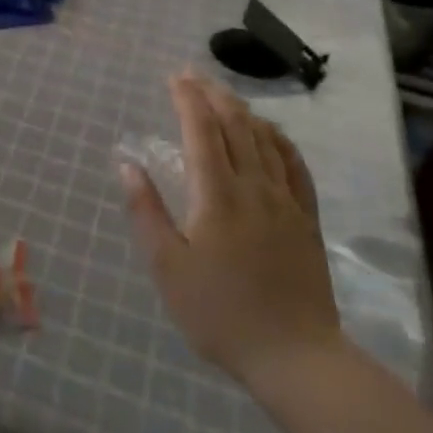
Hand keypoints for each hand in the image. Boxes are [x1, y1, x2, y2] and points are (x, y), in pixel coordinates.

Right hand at [120, 72, 341, 390]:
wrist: (297, 358)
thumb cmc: (220, 313)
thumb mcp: (168, 267)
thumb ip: (146, 211)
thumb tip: (127, 164)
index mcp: (217, 194)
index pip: (201, 130)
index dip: (187, 99)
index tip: (174, 77)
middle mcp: (254, 187)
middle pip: (235, 125)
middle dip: (213, 94)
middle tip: (193, 74)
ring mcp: (286, 201)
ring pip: (265, 139)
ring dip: (242, 110)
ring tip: (223, 94)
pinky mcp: (306, 219)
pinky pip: (294, 165)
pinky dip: (278, 139)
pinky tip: (270, 132)